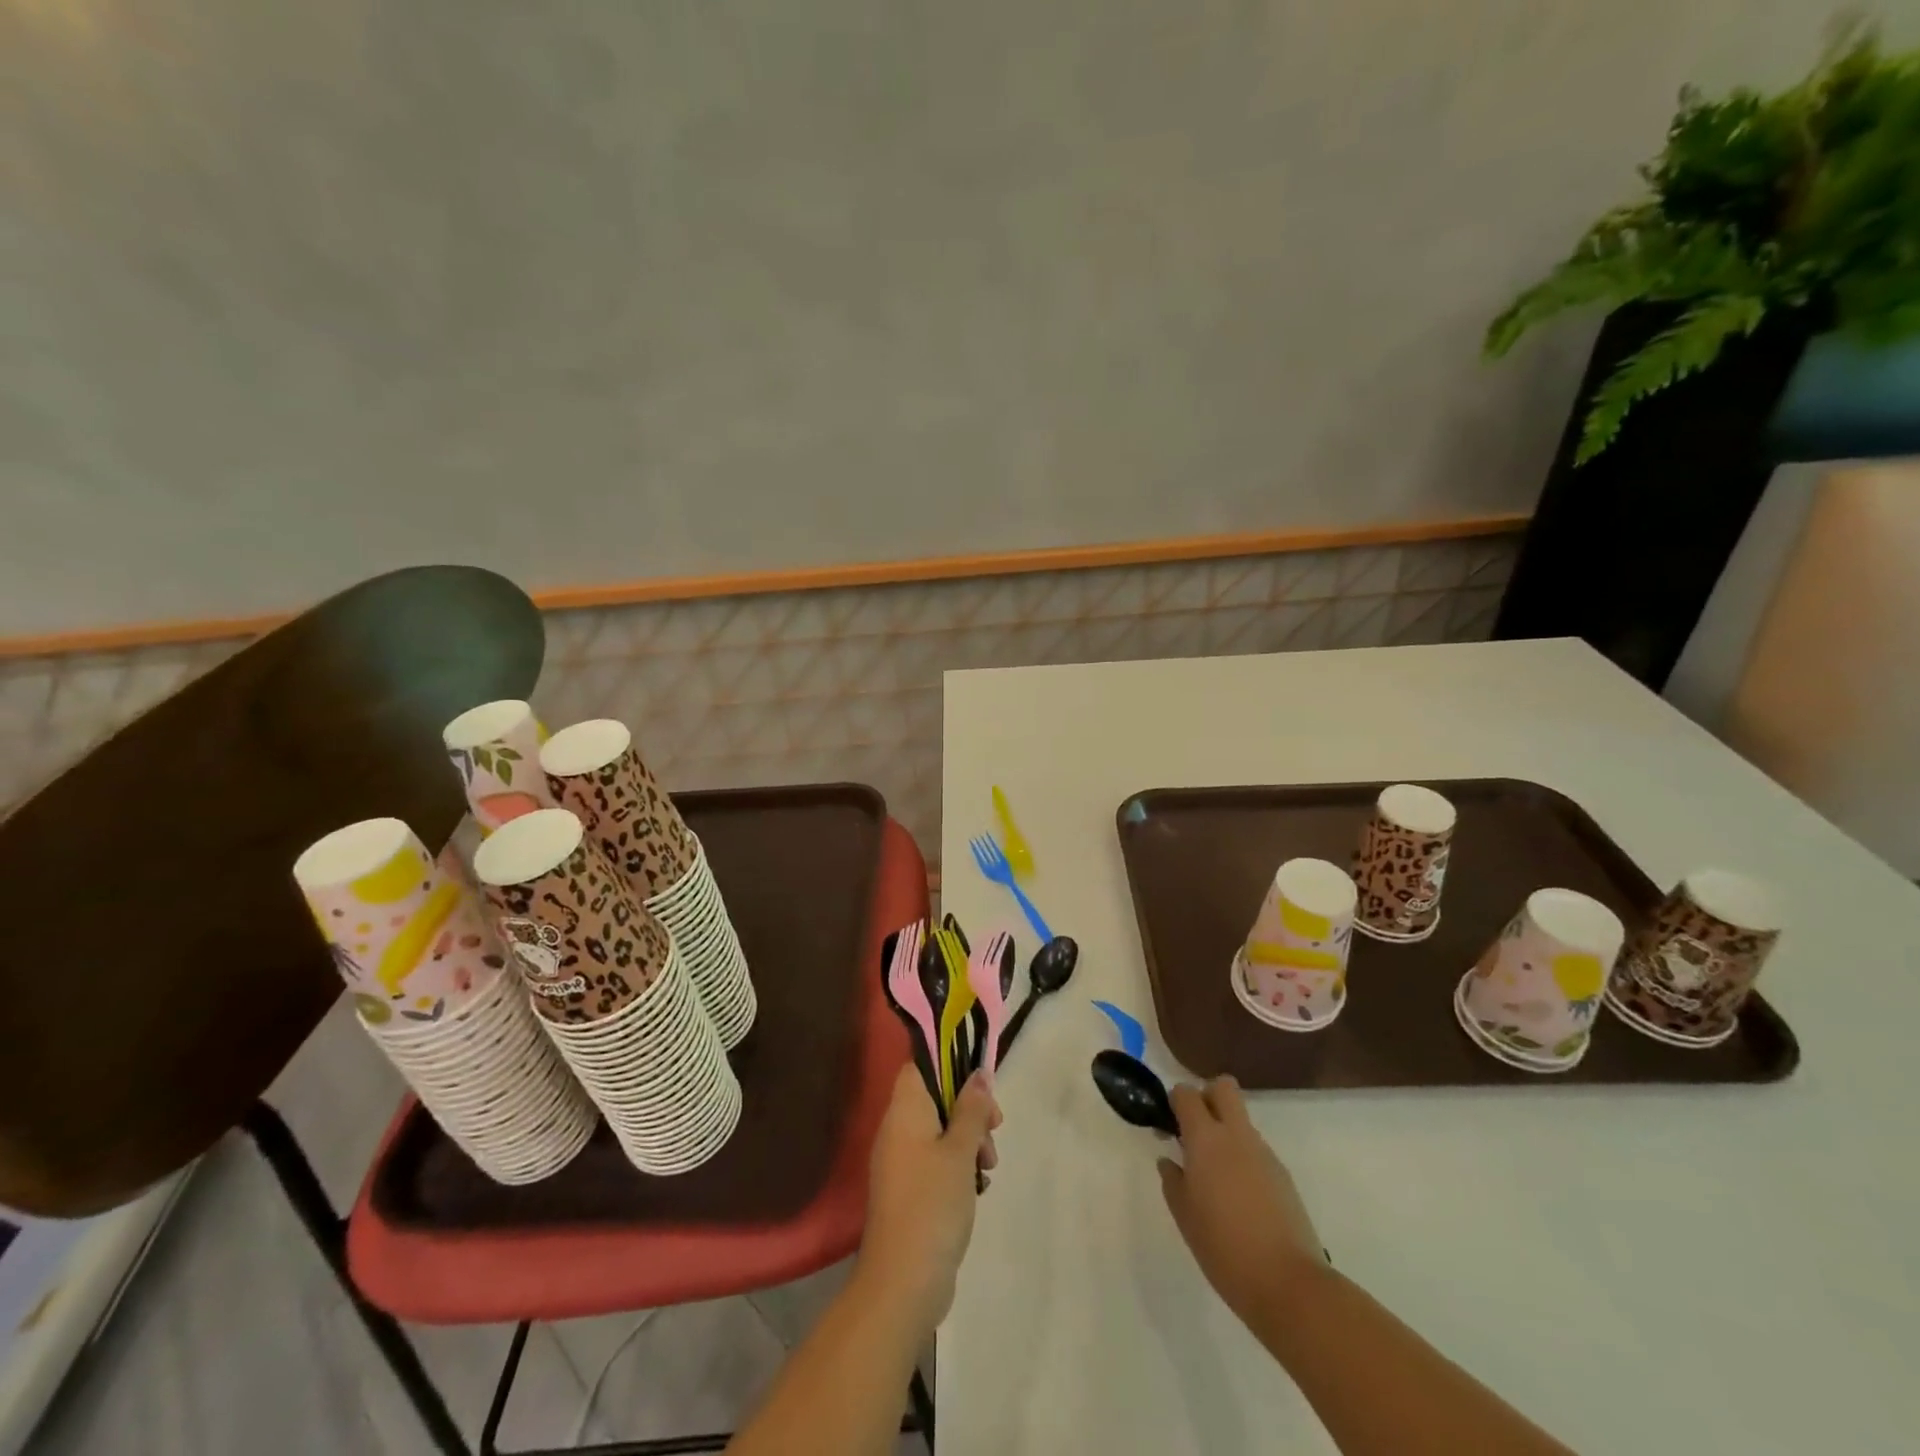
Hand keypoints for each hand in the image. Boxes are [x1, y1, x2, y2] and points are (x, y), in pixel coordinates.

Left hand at [857, 1065, 1001, 1336]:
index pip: (921, 1065)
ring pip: (940, 1131)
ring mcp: (901, 1162)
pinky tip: (978, 1186)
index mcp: (904, 1110)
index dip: (950, 1064)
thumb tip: (978, 1074)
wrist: (902, 1282)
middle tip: (995, 1127)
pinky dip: (958, 1166)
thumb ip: (971, 1109)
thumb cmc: (932, 1203)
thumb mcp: (960, 1150)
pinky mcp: (910, 1190)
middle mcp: (897, 1129)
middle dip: (970, 1108)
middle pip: (936, 1097)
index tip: (981, 1084)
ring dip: (969, 1140)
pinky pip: (936, 1160)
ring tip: (989, 1165)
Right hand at [1158, 1076, 1326, 1332]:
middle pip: (1223, 1087)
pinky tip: (1240, 1198)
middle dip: (1207, 1097)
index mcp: (1206, 1138)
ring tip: (1217, 1177)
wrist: (1288, 1284)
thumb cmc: (1223, 1248)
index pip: (1187, 1093)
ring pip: (1241, 1121)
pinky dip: (1244, 1159)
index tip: (1170, 1126)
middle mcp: (1236, 1135)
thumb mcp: (1184, 1215)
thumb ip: (1173, 1180)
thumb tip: (1171, 1161)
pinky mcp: (1283, 1176)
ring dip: (1226, 1133)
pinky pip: (1256, 1150)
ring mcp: (1264, 1154)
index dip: (1176, 1101)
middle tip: (1195, 1131)